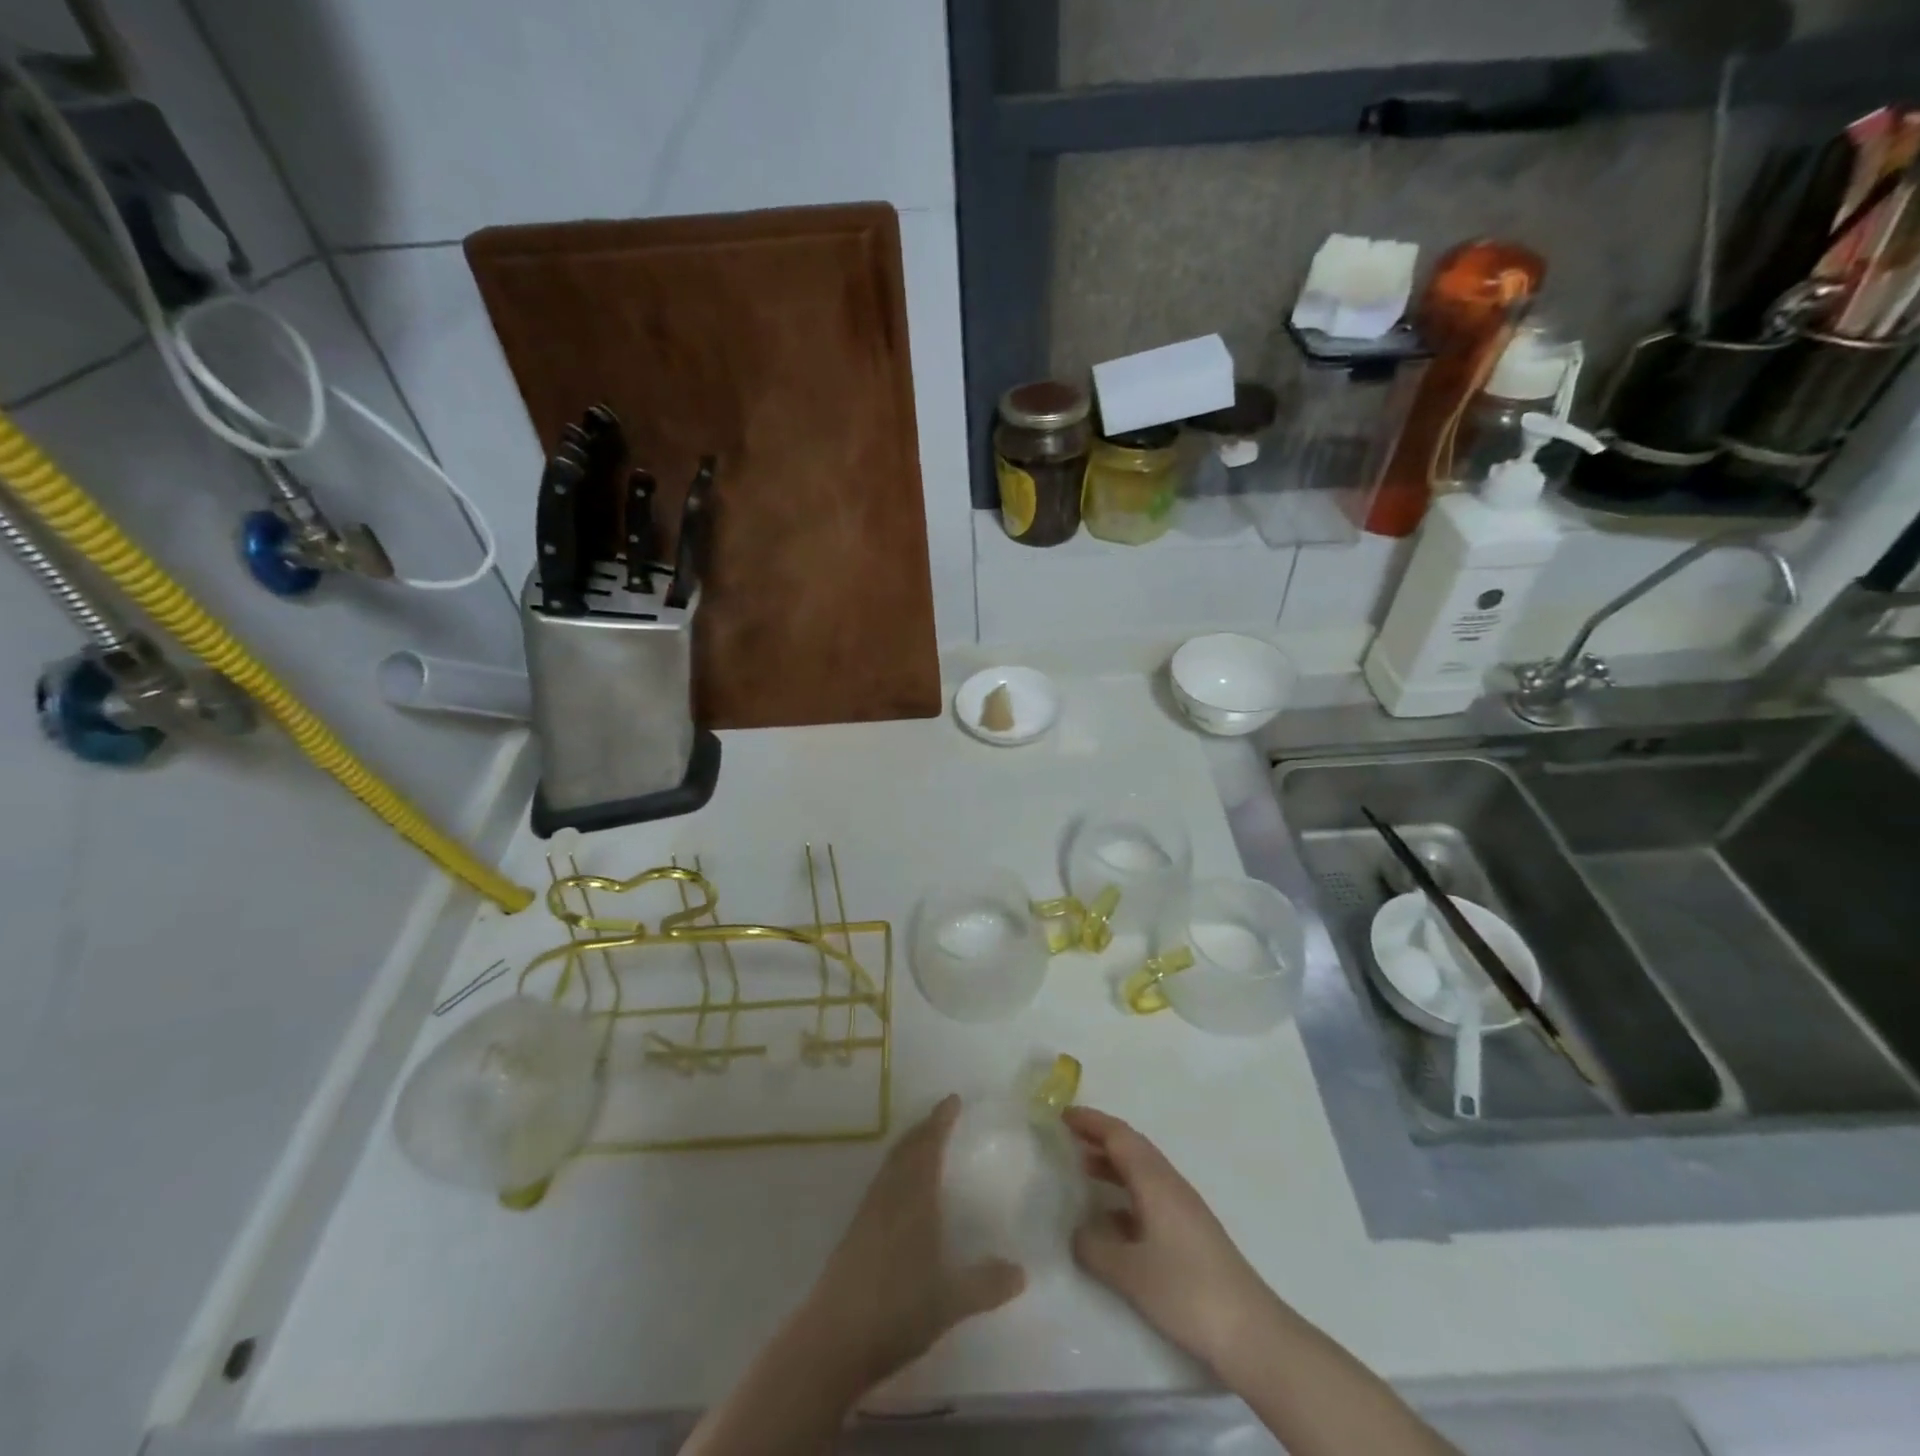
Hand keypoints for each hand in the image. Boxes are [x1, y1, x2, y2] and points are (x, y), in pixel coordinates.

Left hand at [800, 1094, 1025, 1391]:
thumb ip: (986, 1284)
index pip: (928, 1147)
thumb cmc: (896, 1311)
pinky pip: (881, 1183)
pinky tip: (900, 1191)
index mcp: (913, 1200)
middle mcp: (889, 1196)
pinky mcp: (855, 1233)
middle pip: (906, 1149)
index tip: (953, 1099)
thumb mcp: (950, 1302)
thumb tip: (1022, 1272)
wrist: (832, 1340)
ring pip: (890, 1165)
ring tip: (924, 1144)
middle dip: (924, 1129)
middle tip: (941, 1116)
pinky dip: (896, 1170)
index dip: (940, 1121)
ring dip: (908, 1147)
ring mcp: (868, 1213)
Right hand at [1065, 1105, 1273, 1370]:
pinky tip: (1110, 1219)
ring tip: (1080, 1170)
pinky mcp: (1190, 1233)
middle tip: (1066, 1137)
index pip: (1118, 1135)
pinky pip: (1149, 1195)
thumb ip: (1095, 1247)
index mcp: (1155, 1181)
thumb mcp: (1130, 1272)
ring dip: (1111, 1165)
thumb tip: (1076, 1231)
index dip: (1090, 1121)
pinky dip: (1124, 1193)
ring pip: (1141, 1171)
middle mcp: (1170, 1184)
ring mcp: (1183, 1208)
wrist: (1250, 1332)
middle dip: (1099, 1137)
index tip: (1061, 1114)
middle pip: (1131, 1147)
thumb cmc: (1186, 1291)